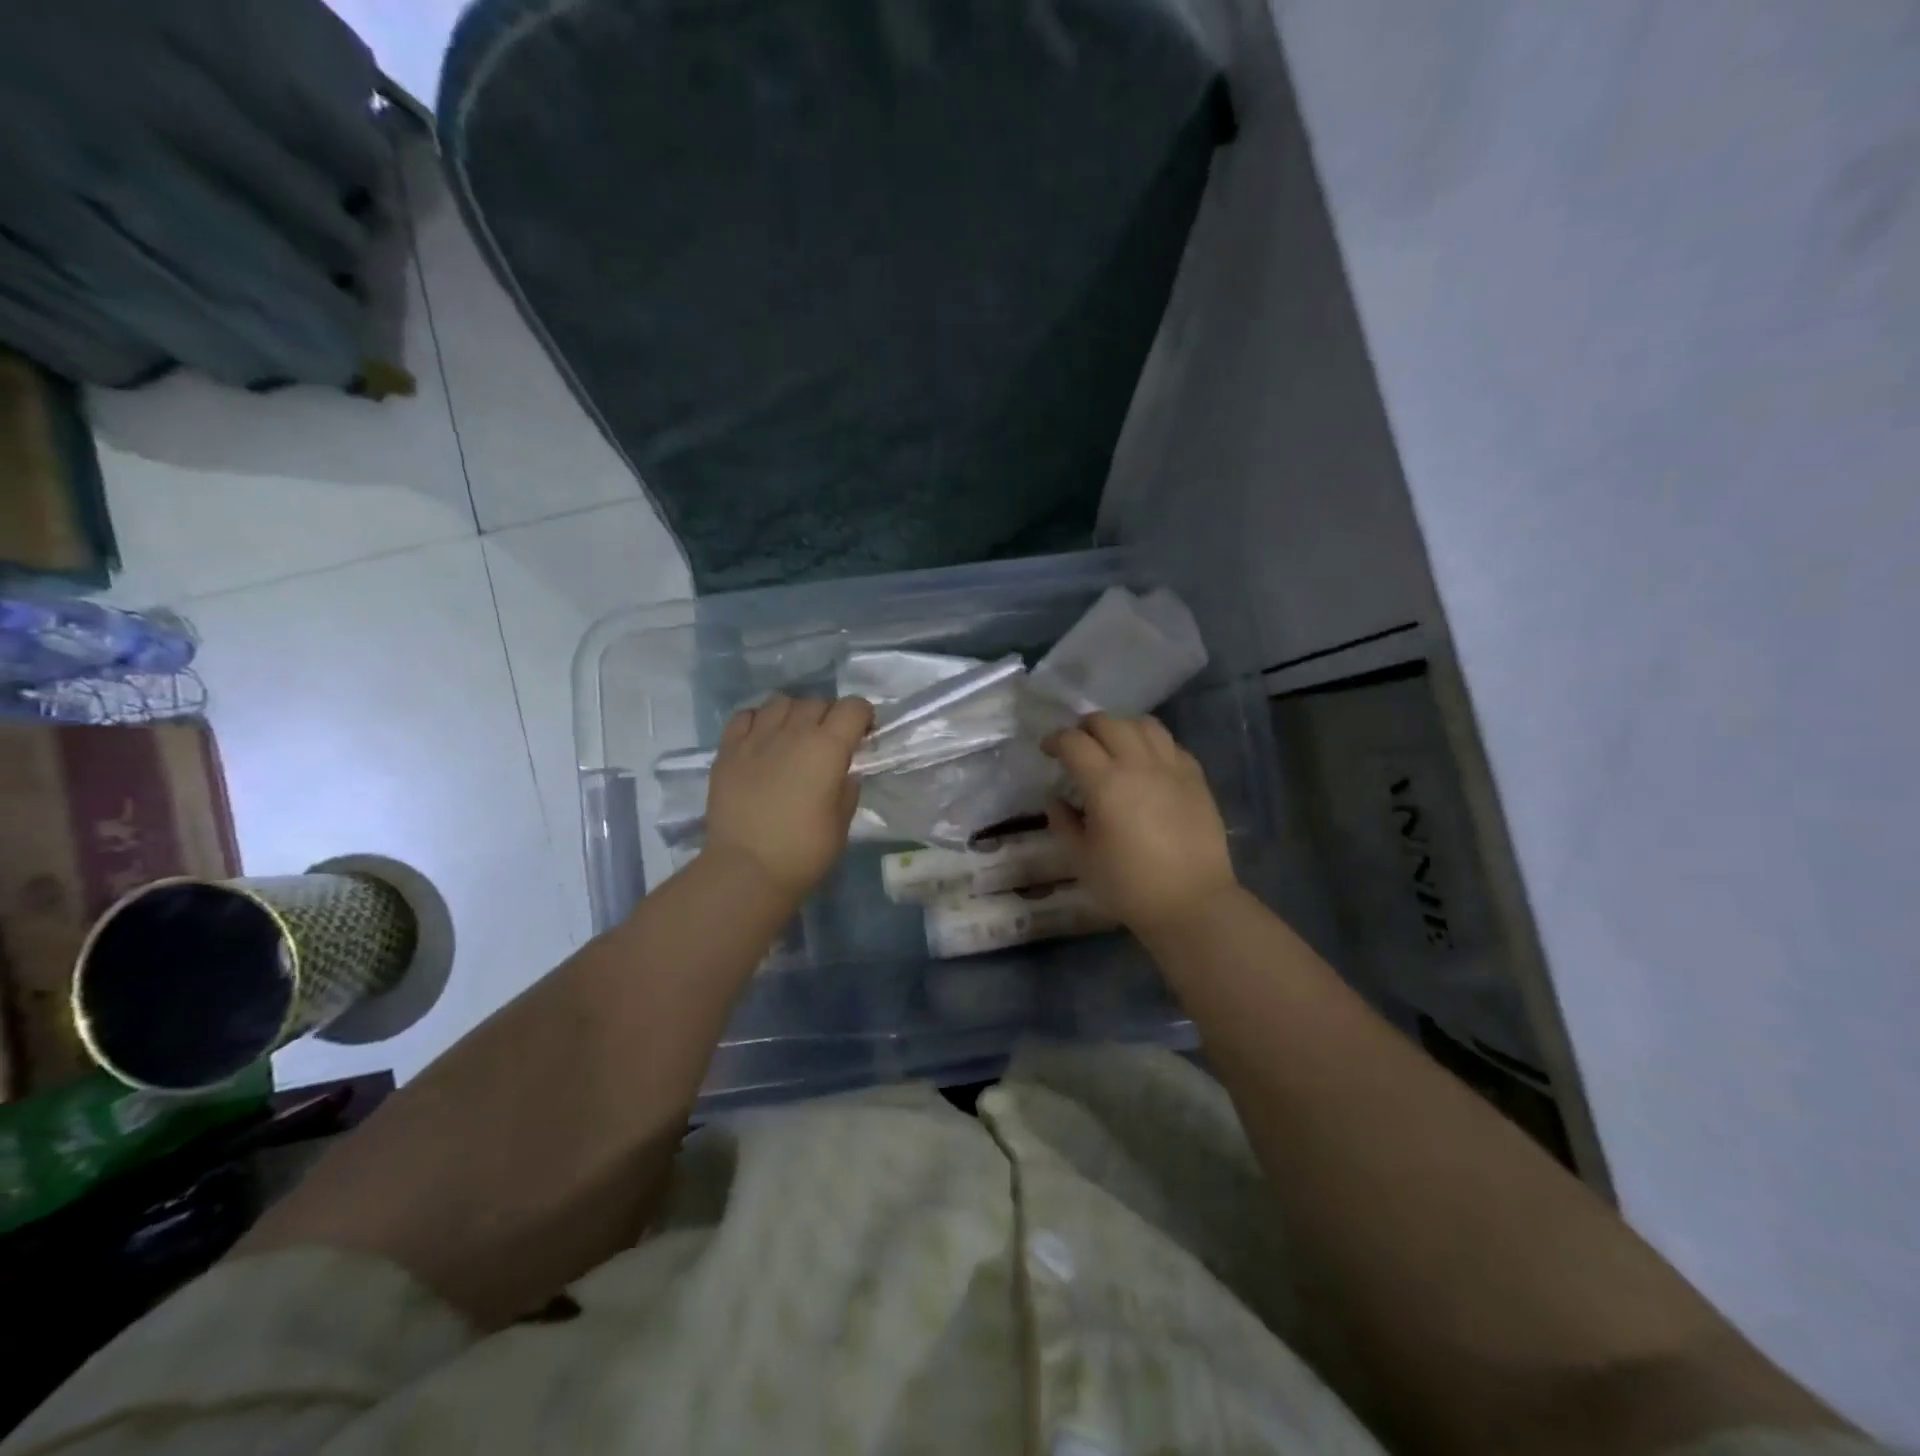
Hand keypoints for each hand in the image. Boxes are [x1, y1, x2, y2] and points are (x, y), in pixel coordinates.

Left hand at [703, 694, 873, 902]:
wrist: (746, 869)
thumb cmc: (804, 851)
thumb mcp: (841, 821)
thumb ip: (846, 787)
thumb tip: (842, 770)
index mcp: (827, 747)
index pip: (853, 707)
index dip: (863, 717)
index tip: (862, 736)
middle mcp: (793, 732)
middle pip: (817, 702)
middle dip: (829, 716)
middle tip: (828, 743)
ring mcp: (756, 738)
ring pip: (780, 702)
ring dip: (794, 714)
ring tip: (793, 737)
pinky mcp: (728, 750)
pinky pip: (745, 716)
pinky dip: (758, 721)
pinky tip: (761, 741)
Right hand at [1041, 713, 1238, 935]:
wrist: (1192, 903)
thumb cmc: (1129, 885)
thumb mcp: (1082, 859)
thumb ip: (1063, 823)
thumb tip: (1056, 799)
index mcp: (1105, 783)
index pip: (1073, 742)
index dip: (1055, 740)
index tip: (1047, 750)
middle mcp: (1139, 765)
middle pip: (1108, 723)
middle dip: (1086, 728)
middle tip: (1078, 746)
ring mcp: (1172, 768)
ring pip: (1144, 724)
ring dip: (1122, 727)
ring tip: (1114, 745)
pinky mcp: (1196, 778)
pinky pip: (1171, 744)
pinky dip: (1153, 744)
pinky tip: (1148, 763)